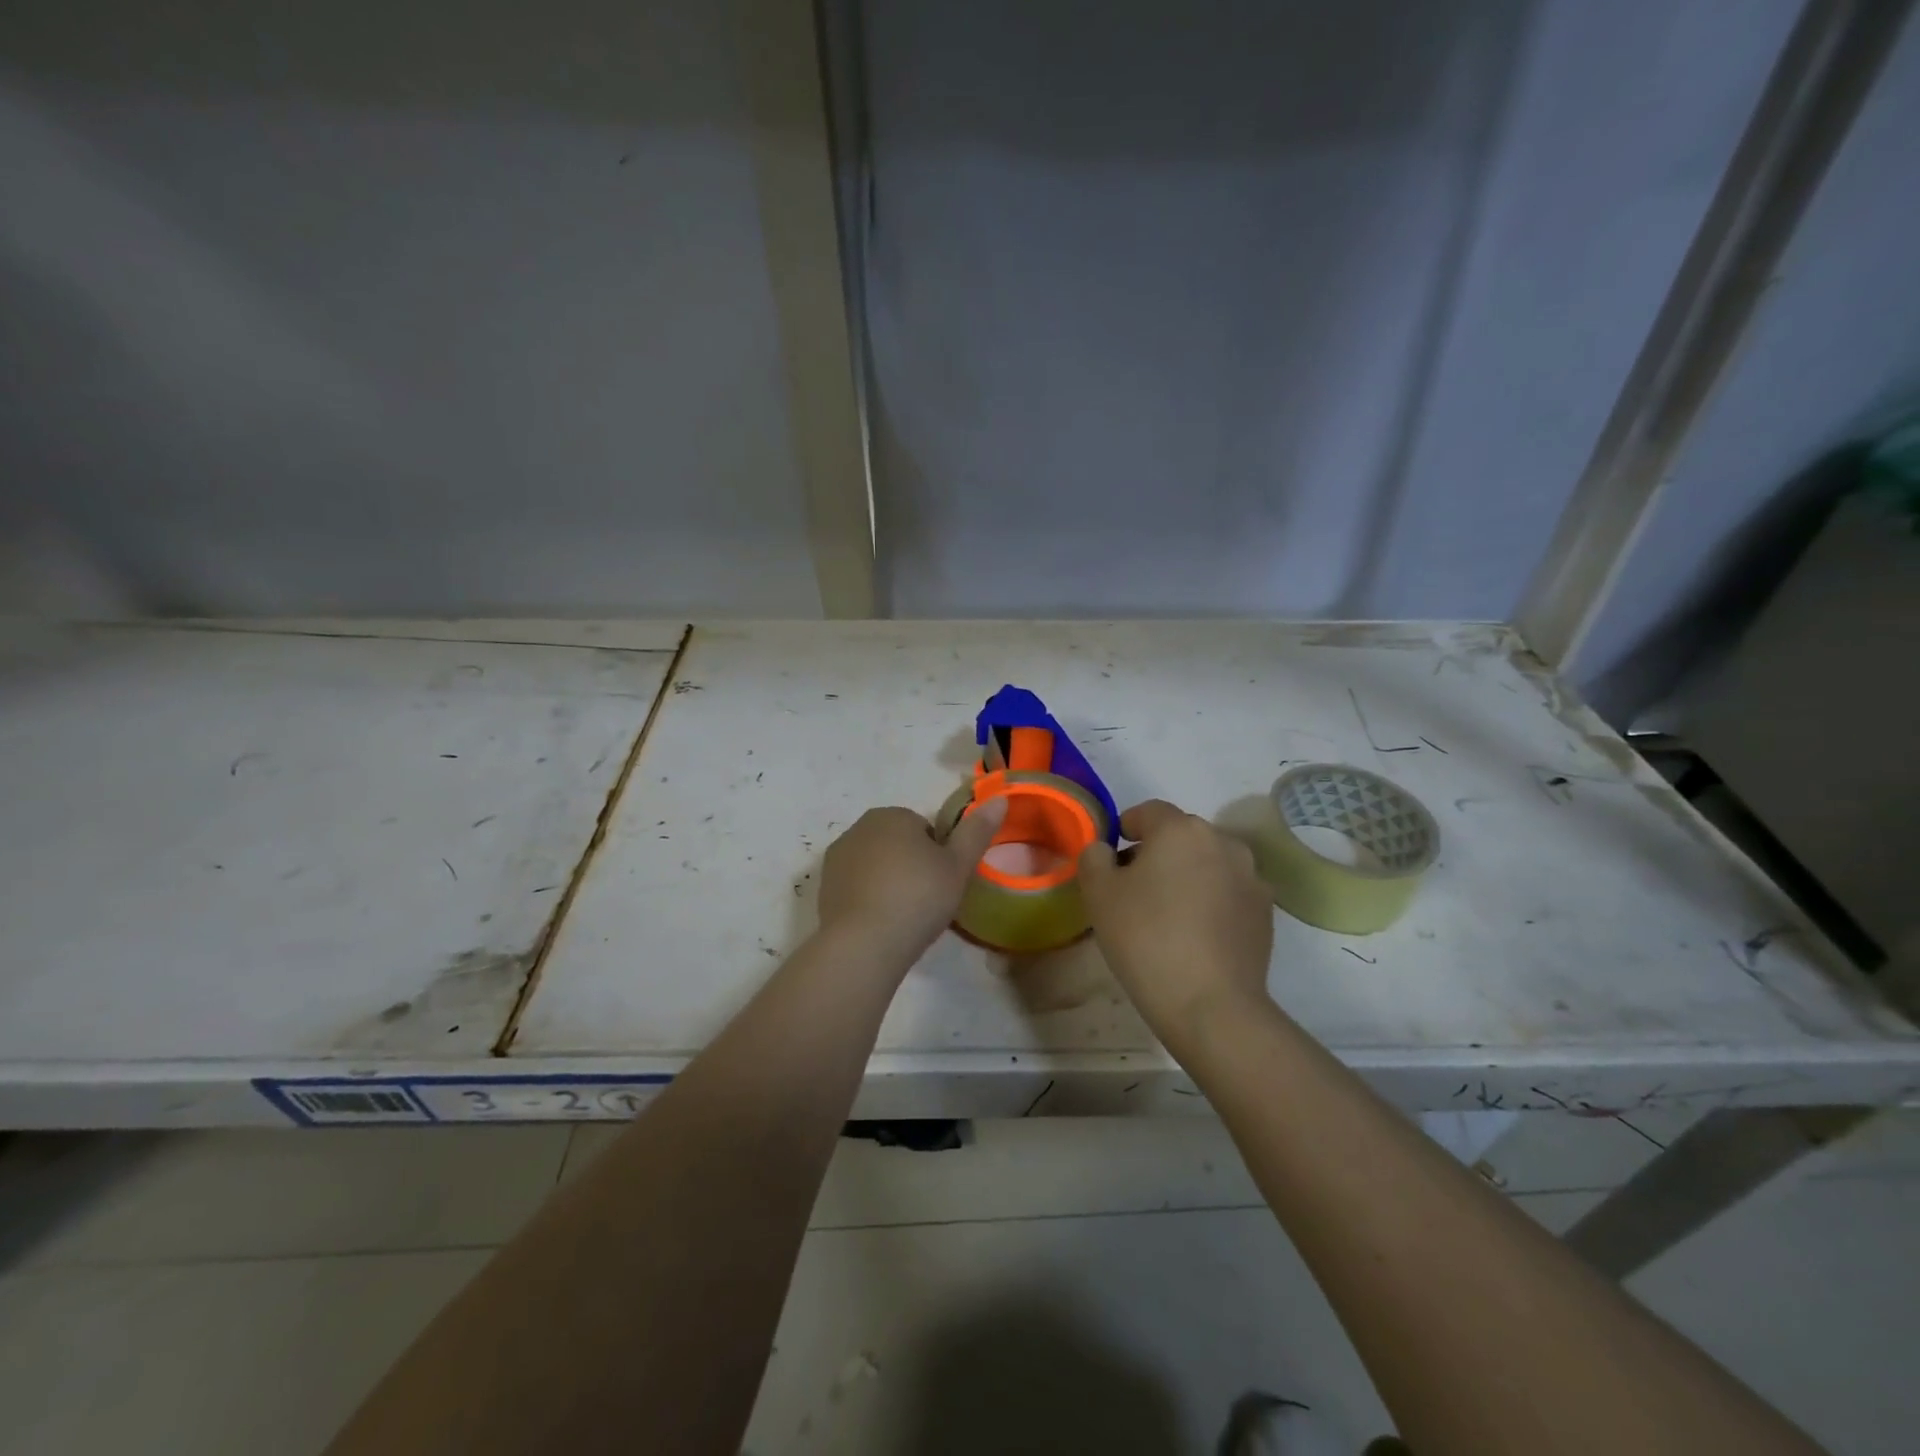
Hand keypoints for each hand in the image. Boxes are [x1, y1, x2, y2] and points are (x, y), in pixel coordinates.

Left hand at [817, 798, 1007, 961]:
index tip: (944, 882)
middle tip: (928, 900)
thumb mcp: (958, 866)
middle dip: (912, 865)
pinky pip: (856, 886)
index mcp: (892, 815)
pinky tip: (881, 924)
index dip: (939, 856)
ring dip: (889, 881)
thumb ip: (977, 831)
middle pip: (898, 844)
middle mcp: (859, 827)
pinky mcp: (824, 887)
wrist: (864, 944)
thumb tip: (999, 798)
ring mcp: (837, 857)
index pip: (924, 829)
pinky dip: (869, 898)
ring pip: (876, 865)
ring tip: (905, 916)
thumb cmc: (918, 897)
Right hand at [1078, 800, 1273, 1050]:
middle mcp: (1223, 841)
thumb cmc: (1146, 939)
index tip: (1112, 858)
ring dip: (1187, 876)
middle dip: (1157, 853)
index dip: (1125, 828)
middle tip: (1134, 890)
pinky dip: (1211, 901)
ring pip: (1208, 863)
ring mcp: (1251, 876)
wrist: (1211, 1004)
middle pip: (1180, 836)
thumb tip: (1106, 850)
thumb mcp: (1099, 894)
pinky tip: (1196, 935)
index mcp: (1181, 829)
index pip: (1147, 812)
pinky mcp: (1266, 911)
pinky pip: (1229, 892)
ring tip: (1168, 914)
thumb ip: (1094, 858)